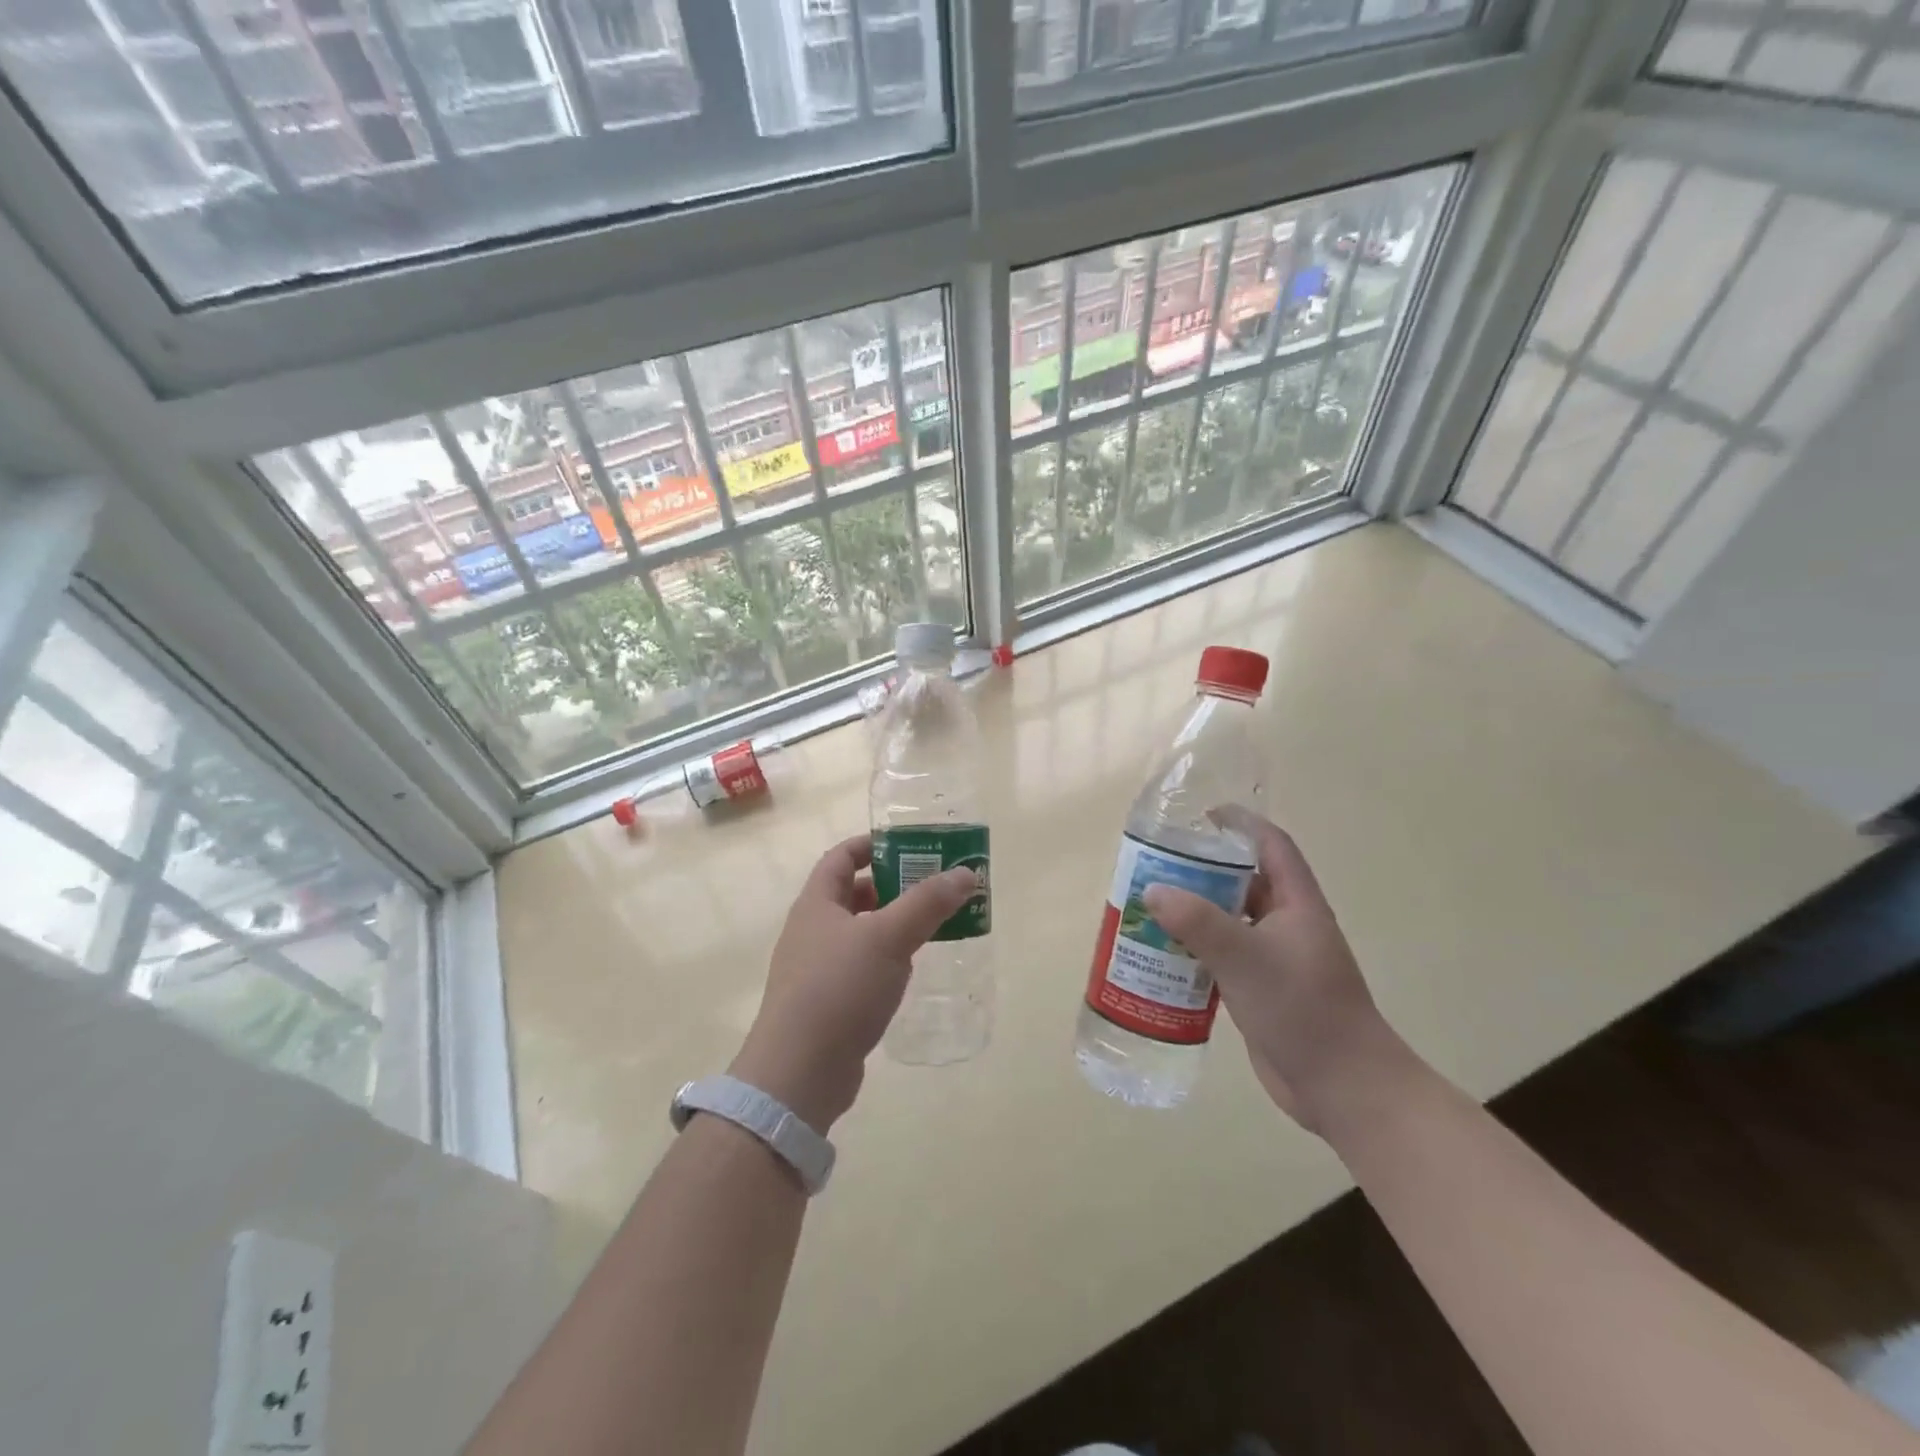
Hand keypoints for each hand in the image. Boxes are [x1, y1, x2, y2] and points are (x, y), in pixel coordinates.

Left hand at [731, 834, 977, 1131]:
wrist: (799, 1072)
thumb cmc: (839, 988)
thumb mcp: (889, 938)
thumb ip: (928, 903)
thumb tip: (966, 872)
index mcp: (817, 904)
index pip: (841, 857)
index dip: (872, 845)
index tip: (910, 845)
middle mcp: (812, 930)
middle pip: (853, 894)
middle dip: (892, 885)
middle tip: (933, 886)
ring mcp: (816, 968)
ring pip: (859, 932)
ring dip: (892, 923)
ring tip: (931, 924)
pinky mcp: (827, 1002)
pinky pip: (860, 966)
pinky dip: (885, 958)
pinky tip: (910, 969)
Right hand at [1141, 807, 1409, 1130]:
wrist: (1343, 1088)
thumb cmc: (1303, 1010)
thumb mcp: (1246, 959)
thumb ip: (1198, 922)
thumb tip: (1152, 890)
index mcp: (1297, 903)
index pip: (1271, 845)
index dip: (1239, 823)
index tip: (1198, 817)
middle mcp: (1287, 924)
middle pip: (1243, 880)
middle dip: (1202, 870)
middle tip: (1156, 865)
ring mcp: (1274, 958)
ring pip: (1229, 920)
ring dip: (1194, 911)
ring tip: (1149, 906)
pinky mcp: (1260, 989)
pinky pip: (1222, 955)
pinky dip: (1194, 948)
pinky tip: (1162, 954)